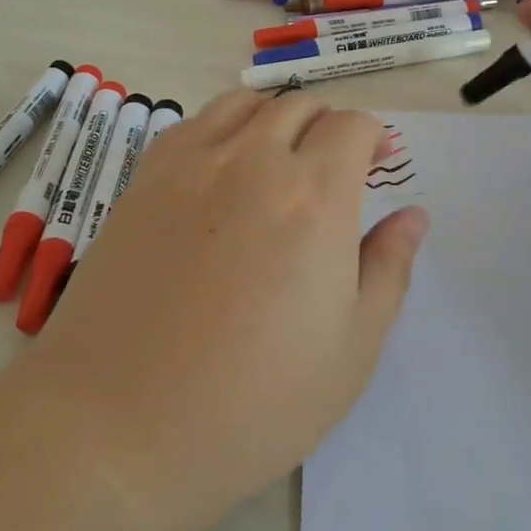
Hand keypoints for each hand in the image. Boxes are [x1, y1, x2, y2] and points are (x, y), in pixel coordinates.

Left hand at [24, 90, 428, 530]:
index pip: (352, 126)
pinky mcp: (144, 179)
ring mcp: (190, 163)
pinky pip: (194, 124)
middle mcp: (252, 160)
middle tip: (333, 168)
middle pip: (300, 106)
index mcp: (314, 195)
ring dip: (275, 119)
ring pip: (245, 104)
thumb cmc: (253, 401)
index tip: (378, 163)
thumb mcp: (351, 348)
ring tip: (279, 160)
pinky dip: (224, 129)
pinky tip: (221, 172)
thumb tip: (413, 215)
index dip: (373, 137)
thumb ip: (389, 267)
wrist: (117, 426)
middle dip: (328, 126)